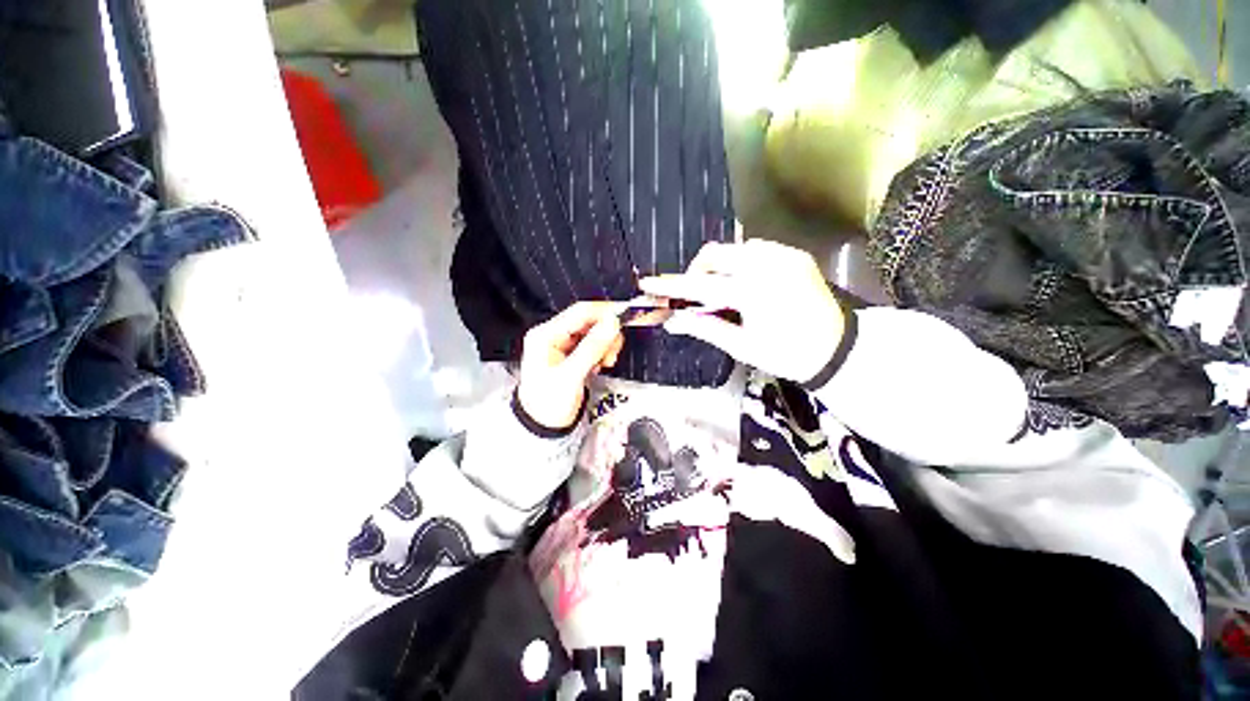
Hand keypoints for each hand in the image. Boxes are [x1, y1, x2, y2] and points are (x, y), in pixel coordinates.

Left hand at [517, 302, 624, 430]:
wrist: (542, 427)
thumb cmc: (550, 403)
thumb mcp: (571, 375)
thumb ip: (592, 347)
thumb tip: (613, 322)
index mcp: (546, 334)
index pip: (580, 312)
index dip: (605, 313)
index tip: (626, 319)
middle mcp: (553, 334)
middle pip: (588, 321)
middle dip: (606, 335)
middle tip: (612, 355)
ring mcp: (561, 344)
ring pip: (593, 333)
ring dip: (605, 345)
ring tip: (605, 363)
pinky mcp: (570, 354)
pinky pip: (592, 344)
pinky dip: (601, 353)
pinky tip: (598, 366)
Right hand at [639, 239, 844, 382]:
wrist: (837, 349)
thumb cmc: (786, 355)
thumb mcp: (741, 346)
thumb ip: (704, 328)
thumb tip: (671, 320)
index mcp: (754, 293)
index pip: (700, 285)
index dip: (671, 285)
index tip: (647, 283)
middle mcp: (768, 265)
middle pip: (715, 255)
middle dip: (697, 272)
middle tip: (695, 296)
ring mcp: (784, 256)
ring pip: (733, 249)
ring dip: (719, 267)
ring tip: (723, 292)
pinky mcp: (793, 254)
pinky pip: (755, 249)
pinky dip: (741, 263)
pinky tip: (746, 282)